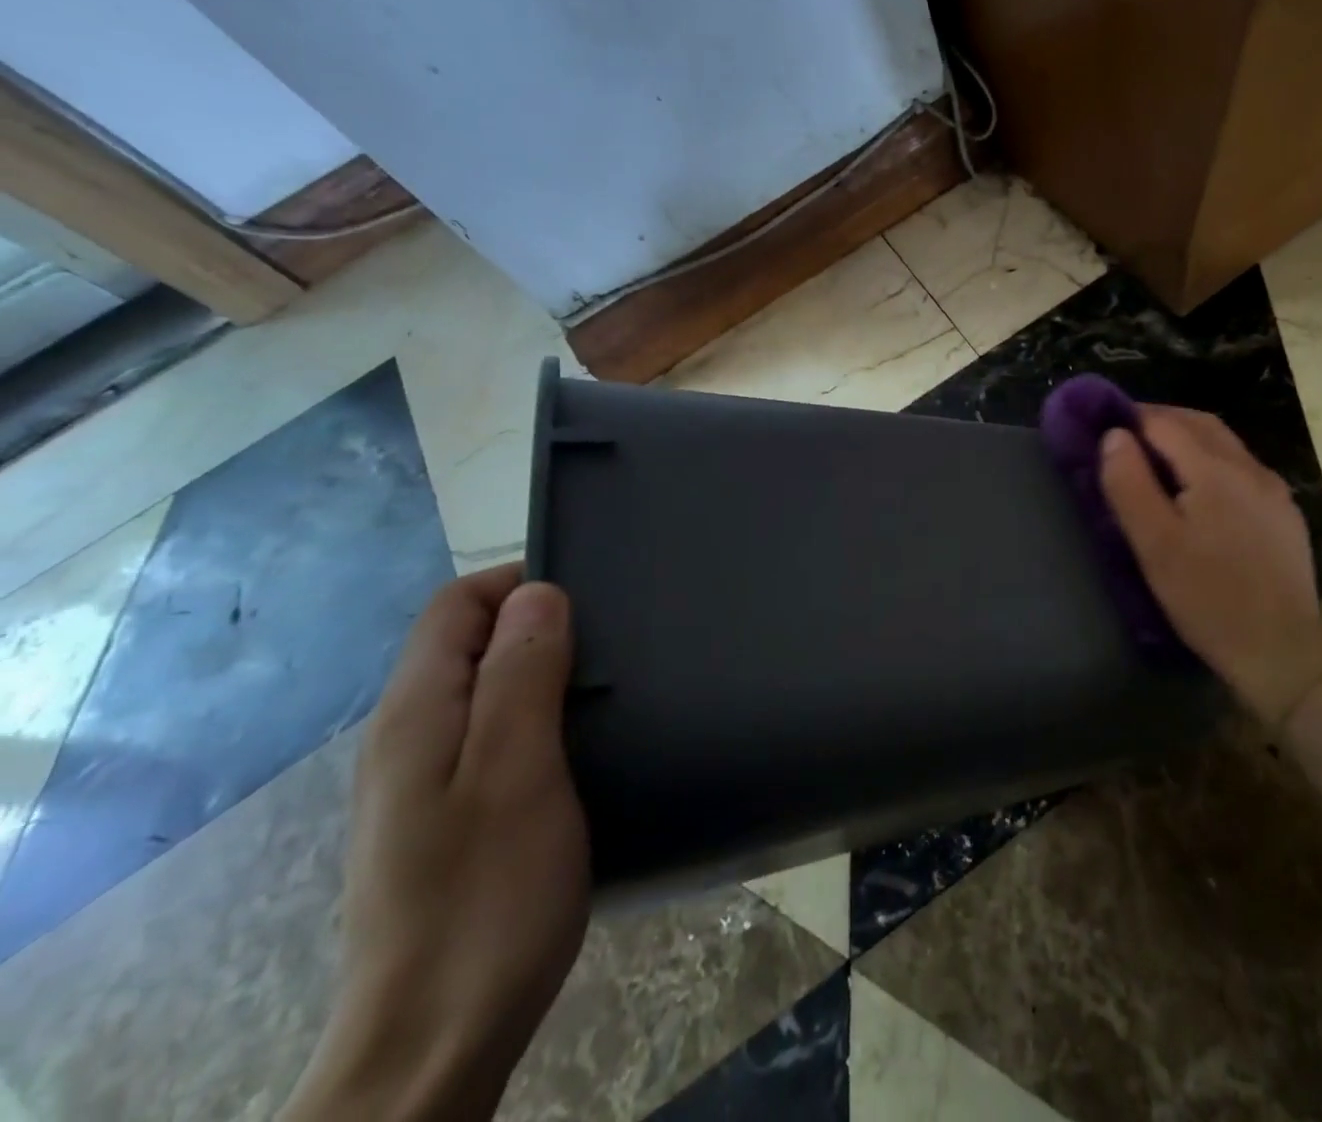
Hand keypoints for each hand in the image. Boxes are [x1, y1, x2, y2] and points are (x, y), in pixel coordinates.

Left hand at [282, 565, 588, 1121]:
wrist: (433, 1043)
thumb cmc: (487, 894)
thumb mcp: (517, 769)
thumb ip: (522, 673)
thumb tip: (539, 593)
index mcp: (416, 713)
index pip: (457, 604)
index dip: (520, 584)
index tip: (590, 603)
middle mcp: (406, 736)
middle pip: (468, 641)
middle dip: (537, 625)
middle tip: (608, 647)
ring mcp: (421, 782)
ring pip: (482, 687)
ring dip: (541, 671)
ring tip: (604, 689)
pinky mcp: (444, 818)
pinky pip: (489, 732)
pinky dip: (534, 716)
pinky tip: (575, 747)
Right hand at [1099, 407, 1321, 727]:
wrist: (1281, 652)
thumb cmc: (1207, 598)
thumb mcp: (1154, 544)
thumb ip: (1129, 484)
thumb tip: (1113, 435)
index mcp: (1215, 470)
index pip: (1165, 423)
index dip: (1131, 420)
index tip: (1103, 429)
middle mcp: (1251, 468)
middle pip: (1200, 424)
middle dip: (1160, 421)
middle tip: (1125, 437)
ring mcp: (1274, 491)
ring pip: (1225, 445)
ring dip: (1187, 439)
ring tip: (1156, 461)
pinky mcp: (1285, 515)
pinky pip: (1242, 470)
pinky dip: (1211, 462)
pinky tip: (1199, 492)